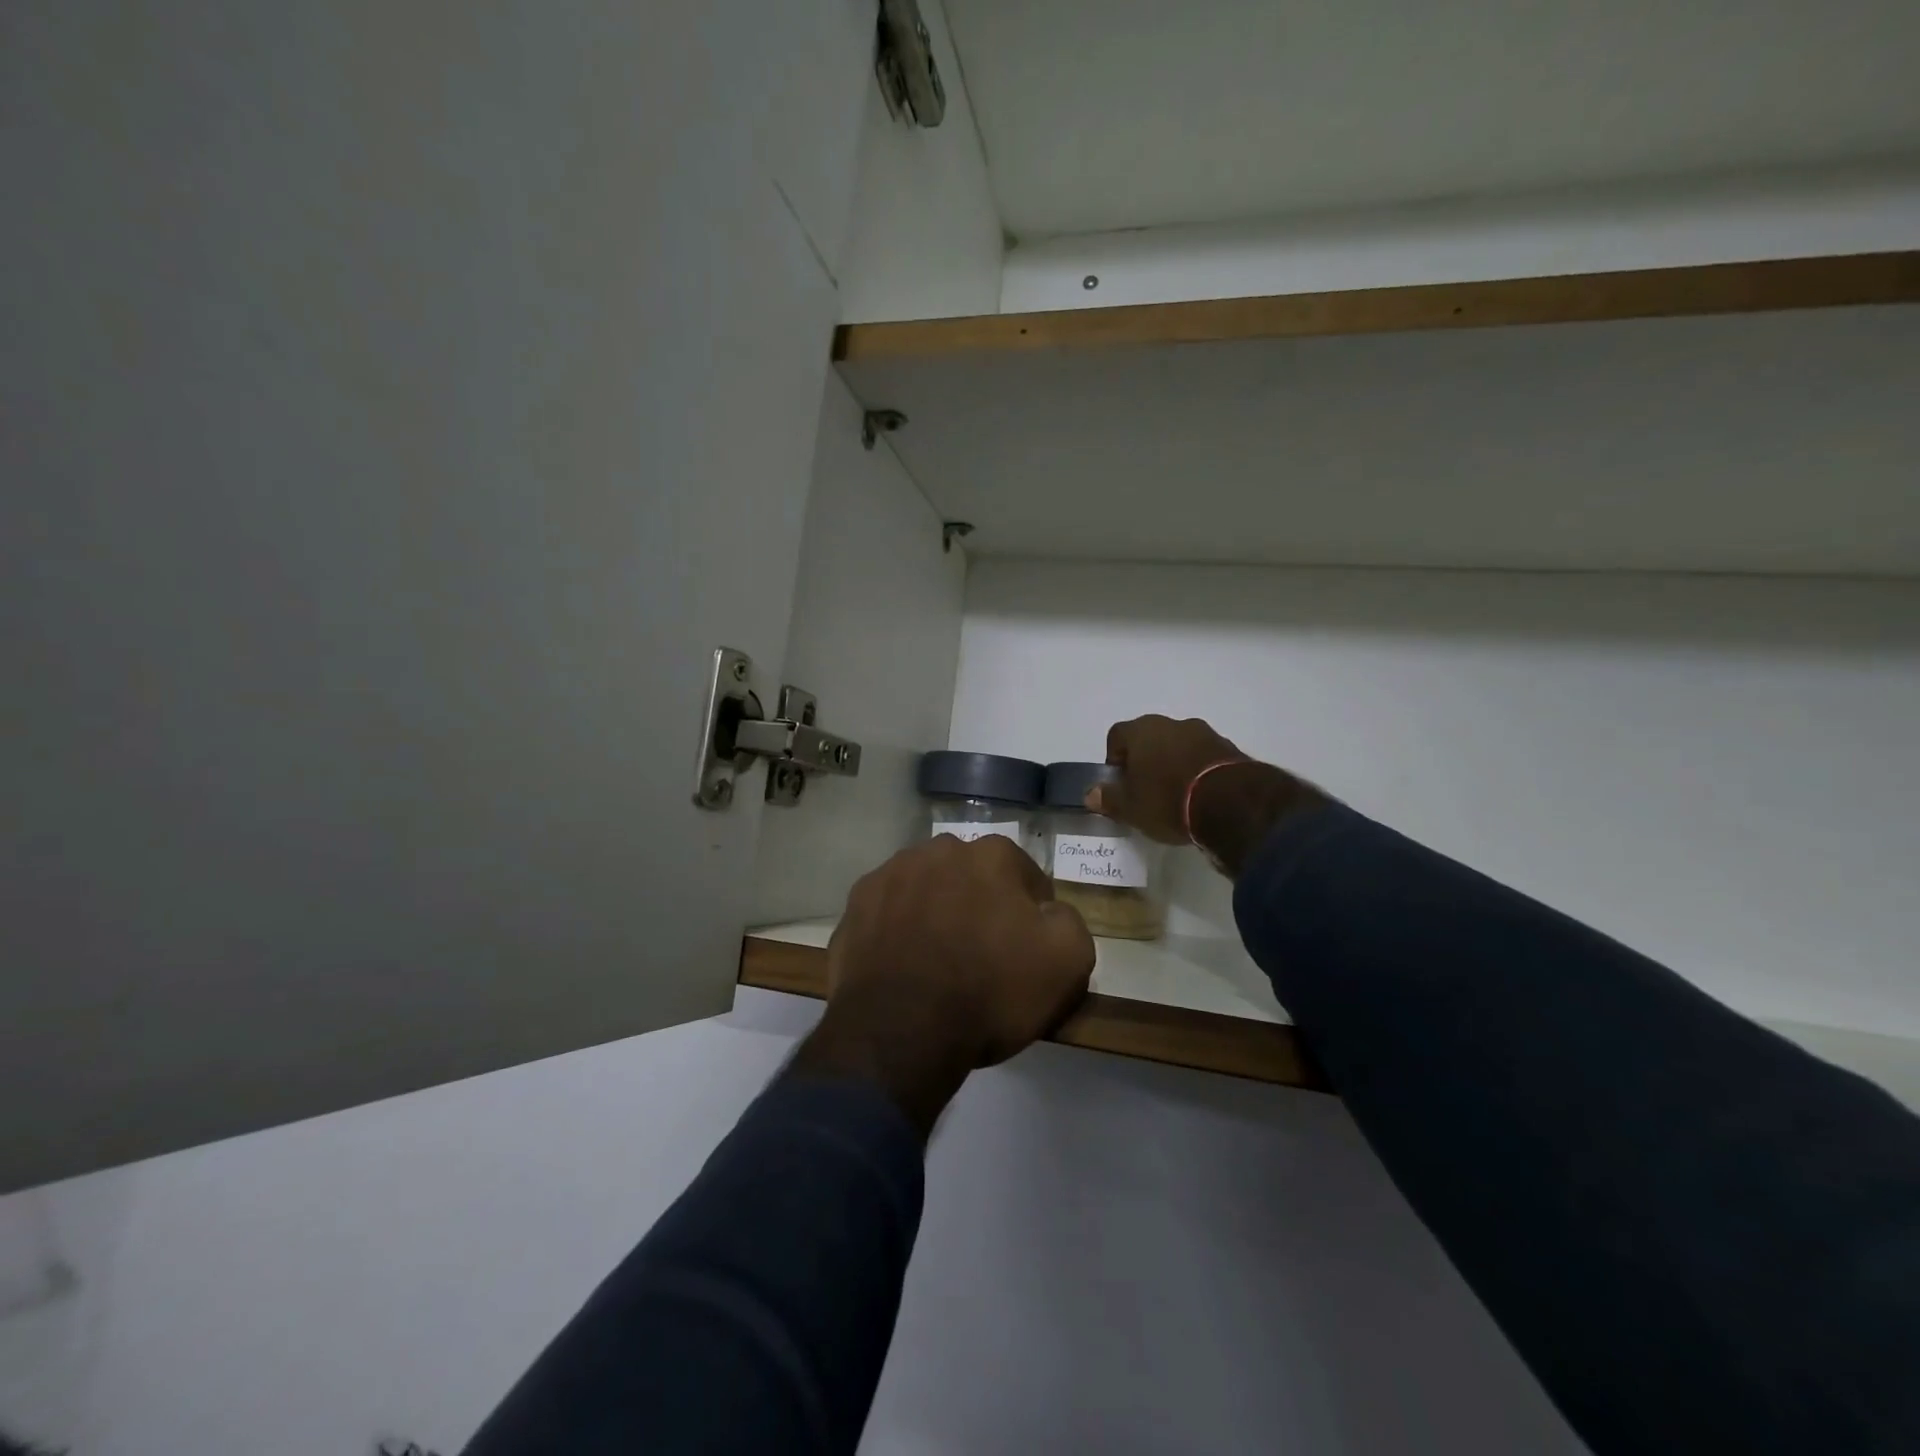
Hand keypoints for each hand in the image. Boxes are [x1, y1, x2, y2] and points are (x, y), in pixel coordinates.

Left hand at [790, 835, 1094, 1136]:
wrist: (902, 1031)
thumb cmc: (990, 992)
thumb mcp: (1067, 962)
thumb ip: (1067, 921)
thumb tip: (1047, 911)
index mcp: (992, 854)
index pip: (1024, 876)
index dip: (1030, 913)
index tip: (1026, 948)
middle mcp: (939, 849)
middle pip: (971, 876)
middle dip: (979, 903)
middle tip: (981, 954)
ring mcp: (890, 873)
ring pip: (926, 888)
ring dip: (935, 911)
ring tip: (936, 960)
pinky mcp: (855, 904)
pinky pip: (888, 912)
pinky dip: (897, 930)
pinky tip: (901, 965)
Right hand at [1090, 715, 1328, 876]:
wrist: (1231, 804)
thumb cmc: (1168, 801)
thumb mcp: (1131, 808)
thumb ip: (1108, 799)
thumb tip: (1091, 794)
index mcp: (1141, 731)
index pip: (1117, 735)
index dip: (1114, 758)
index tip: (1119, 783)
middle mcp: (1172, 723)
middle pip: (1149, 737)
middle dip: (1144, 760)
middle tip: (1145, 789)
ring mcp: (1204, 733)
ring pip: (1178, 745)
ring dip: (1173, 763)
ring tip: (1175, 795)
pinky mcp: (1229, 748)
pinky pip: (1203, 756)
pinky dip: (1197, 770)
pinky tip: (1199, 795)